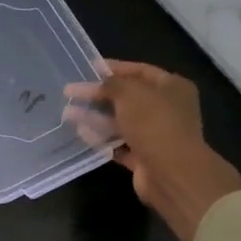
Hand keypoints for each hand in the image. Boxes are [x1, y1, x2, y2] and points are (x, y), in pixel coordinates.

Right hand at [64, 61, 240, 240]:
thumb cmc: (154, 123)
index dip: (114, 68)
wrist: (171, 172)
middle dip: (99, 95)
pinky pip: (118, 143)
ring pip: (120, 121)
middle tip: (72, 92)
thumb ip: (110, 84)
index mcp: (172, 87)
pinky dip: (101, 138)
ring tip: (67, 113)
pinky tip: (80, 132)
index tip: (88, 67)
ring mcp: (155, 134)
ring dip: (95, 117)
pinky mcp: (144, 156)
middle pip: (128, 97)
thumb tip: (96, 84)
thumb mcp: (130, 93)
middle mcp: (167, 109)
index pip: (140, 71)